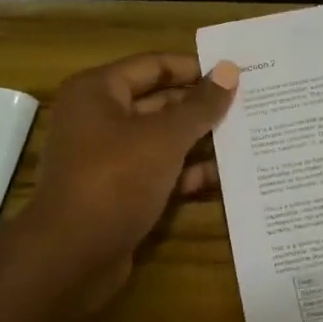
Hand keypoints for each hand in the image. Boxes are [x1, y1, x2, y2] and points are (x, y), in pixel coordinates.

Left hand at [26, 53, 238, 307]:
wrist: (72, 256)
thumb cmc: (115, 179)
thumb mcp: (165, 137)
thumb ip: (201, 105)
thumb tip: (230, 70)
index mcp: (98, 91)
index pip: (154, 65)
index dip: (195, 68)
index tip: (237, 74)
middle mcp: (99, 119)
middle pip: (160, 102)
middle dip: (202, 107)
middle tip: (249, 107)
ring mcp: (108, 158)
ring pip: (163, 140)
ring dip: (200, 141)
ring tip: (247, 139)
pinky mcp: (119, 192)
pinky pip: (160, 172)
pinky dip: (188, 173)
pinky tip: (226, 176)